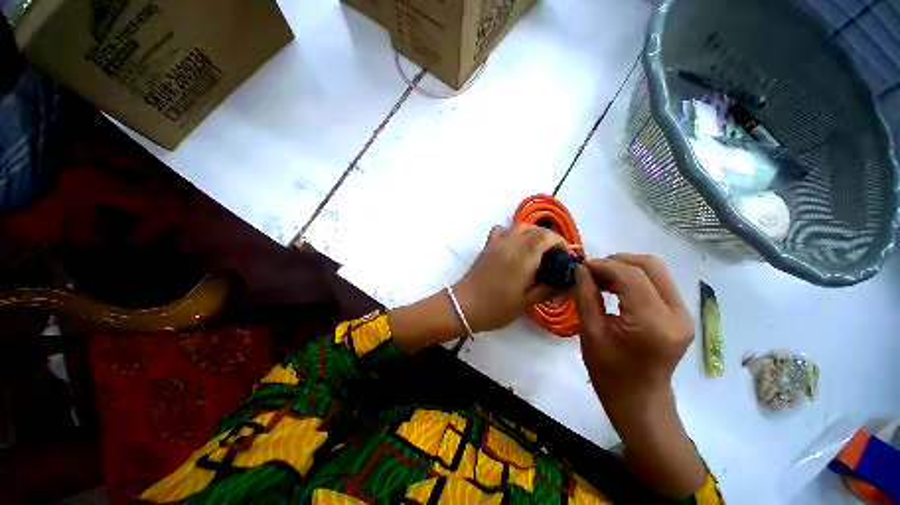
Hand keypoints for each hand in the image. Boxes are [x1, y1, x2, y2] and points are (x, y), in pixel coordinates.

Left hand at [453, 224, 565, 332]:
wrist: (464, 306)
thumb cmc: (496, 308)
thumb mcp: (526, 303)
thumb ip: (549, 290)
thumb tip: (570, 284)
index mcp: (522, 258)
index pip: (546, 237)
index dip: (560, 242)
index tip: (565, 257)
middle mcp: (510, 244)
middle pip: (535, 229)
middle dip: (549, 238)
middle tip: (554, 256)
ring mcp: (496, 243)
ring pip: (519, 226)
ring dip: (533, 233)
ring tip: (537, 250)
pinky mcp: (487, 246)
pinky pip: (502, 230)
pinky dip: (512, 232)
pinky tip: (514, 246)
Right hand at [574, 254, 693, 399]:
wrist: (639, 400)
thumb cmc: (609, 372)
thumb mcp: (590, 332)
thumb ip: (586, 295)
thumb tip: (582, 268)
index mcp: (653, 323)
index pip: (631, 276)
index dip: (603, 265)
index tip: (581, 265)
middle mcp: (676, 314)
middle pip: (650, 266)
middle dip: (617, 261)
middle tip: (591, 271)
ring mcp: (683, 314)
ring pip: (656, 270)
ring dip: (625, 267)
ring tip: (601, 278)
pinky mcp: (680, 315)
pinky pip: (658, 283)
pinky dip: (634, 278)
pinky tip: (615, 287)